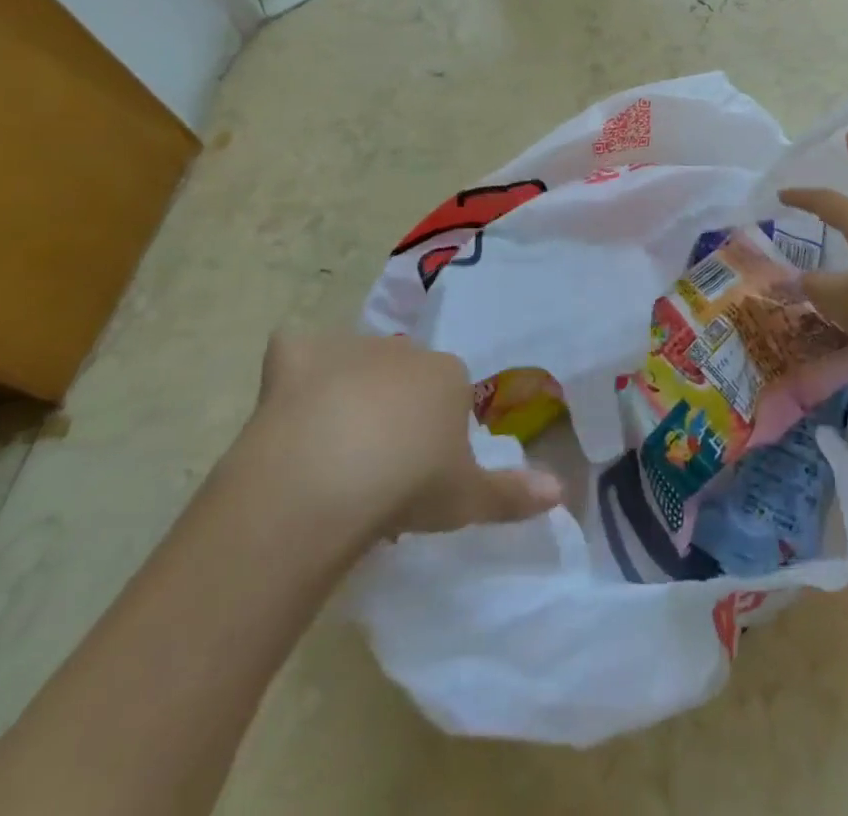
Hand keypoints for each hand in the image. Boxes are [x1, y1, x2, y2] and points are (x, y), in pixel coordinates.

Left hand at [241, 332, 562, 547]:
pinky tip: (286, 411)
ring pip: (351, 365)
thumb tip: (562, 492)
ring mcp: (349, 348)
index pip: (448, 393)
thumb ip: (514, 494)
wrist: (327, 478)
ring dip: (345, 393)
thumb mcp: (468, 500)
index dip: (433, 432)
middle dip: (391, 409)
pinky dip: (292, 373)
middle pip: (400, 376)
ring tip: (327, 452)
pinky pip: (296, 352)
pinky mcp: (297, 353)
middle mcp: (403, 351)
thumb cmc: (409, 486)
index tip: (419, 474)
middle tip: (374, 468)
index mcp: (448, 376)